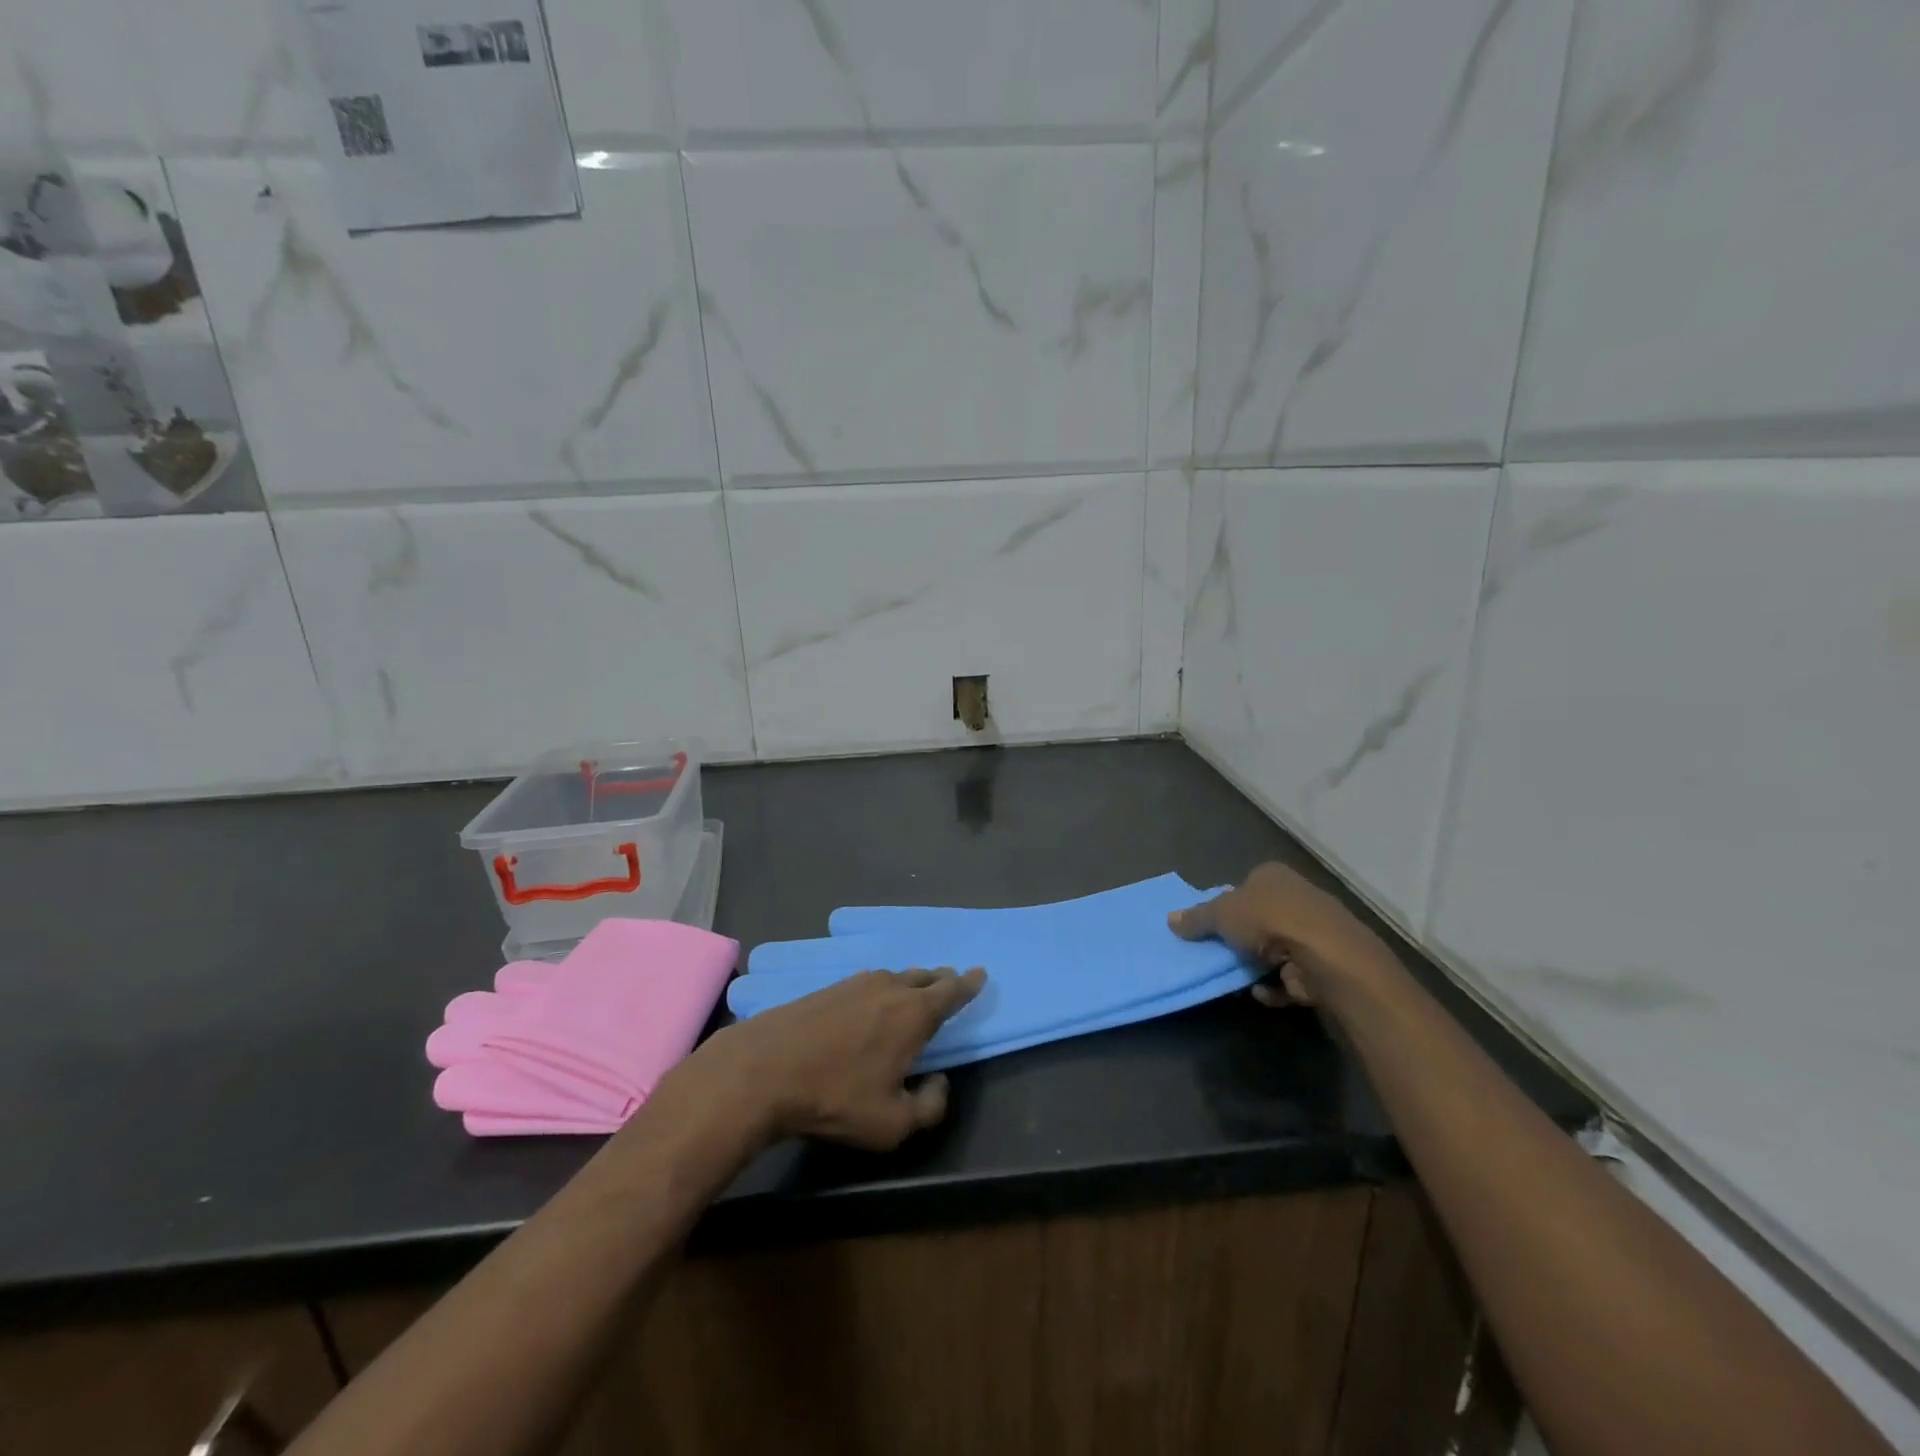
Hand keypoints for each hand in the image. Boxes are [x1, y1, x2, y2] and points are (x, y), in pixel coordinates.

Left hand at [664, 968, 985, 1152]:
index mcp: (913, 1014)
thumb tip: (940, 1083)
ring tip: (914, 991)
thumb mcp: (892, 1124)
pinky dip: (879, 989)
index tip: (981, 973)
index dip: (969, 983)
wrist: (762, 1071)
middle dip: (940, 980)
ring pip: (893, 977)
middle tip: (950, 982)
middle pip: (923, 977)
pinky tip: (870, 1000)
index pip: (951, 991)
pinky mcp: (826, 990)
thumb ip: (930, 1107)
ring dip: (909, 983)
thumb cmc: (835, 1098)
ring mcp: (854, 984)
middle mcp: (889, 988)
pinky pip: (866, 983)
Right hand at [1169, 863, 1389, 1005]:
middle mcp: (1298, 896)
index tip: (1212, 927)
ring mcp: (1316, 932)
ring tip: (1236, 978)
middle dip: (1243, 937)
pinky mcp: (1326, 964)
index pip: (1245, 885)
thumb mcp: (1220, 915)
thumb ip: (1197, 918)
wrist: (1326, 956)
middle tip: (1219, 954)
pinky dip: (1277, 986)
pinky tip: (1261, 993)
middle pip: (1262, 917)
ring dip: (1259, 965)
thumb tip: (1170, 919)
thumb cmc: (1269, 921)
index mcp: (1272, 875)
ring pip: (1278, 948)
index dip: (1227, 905)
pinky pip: (1293, 977)